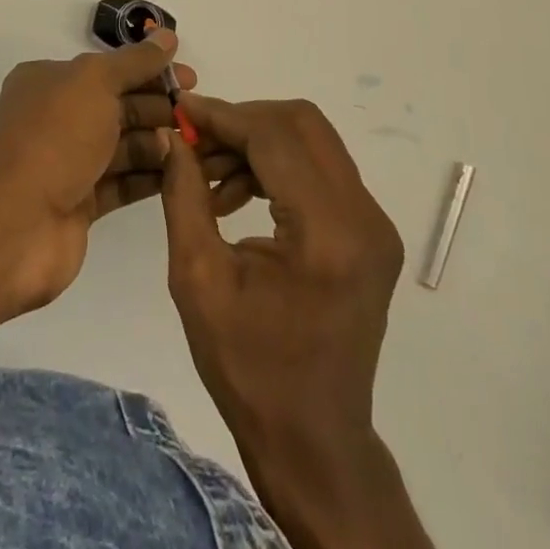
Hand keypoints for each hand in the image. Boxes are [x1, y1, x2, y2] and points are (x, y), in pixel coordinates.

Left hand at [0, 29, 234, 308]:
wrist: (14, 224)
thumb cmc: (55, 138)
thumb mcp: (95, 83)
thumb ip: (135, 61)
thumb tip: (167, 37)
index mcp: (51, 82)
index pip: (110, 69)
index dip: (151, 70)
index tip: (191, 79)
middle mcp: (57, 118)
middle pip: (119, 106)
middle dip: (159, 107)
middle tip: (198, 116)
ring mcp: (68, 163)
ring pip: (123, 145)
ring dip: (158, 142)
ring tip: (195, 144)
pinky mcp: (80, 203)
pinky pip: (122, 182)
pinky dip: (150, 176)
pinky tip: (182, 172)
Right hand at [160, 97, 428, 548]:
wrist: (312, 438)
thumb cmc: (248, 369)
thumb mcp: (198, 280)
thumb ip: (184, 196)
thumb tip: (174, 136)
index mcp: (327, 234)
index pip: (275, 137)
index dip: (224, 116)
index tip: (182, 111)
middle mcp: (365, 217)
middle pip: (302, 124)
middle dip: (243, 121)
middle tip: (197, 143)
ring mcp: (375, 223)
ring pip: (313, 141)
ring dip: (259, 142)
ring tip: (210, 177)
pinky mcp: (371, 231)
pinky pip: (321, 169)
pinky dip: (277, 165)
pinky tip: (237, 195)